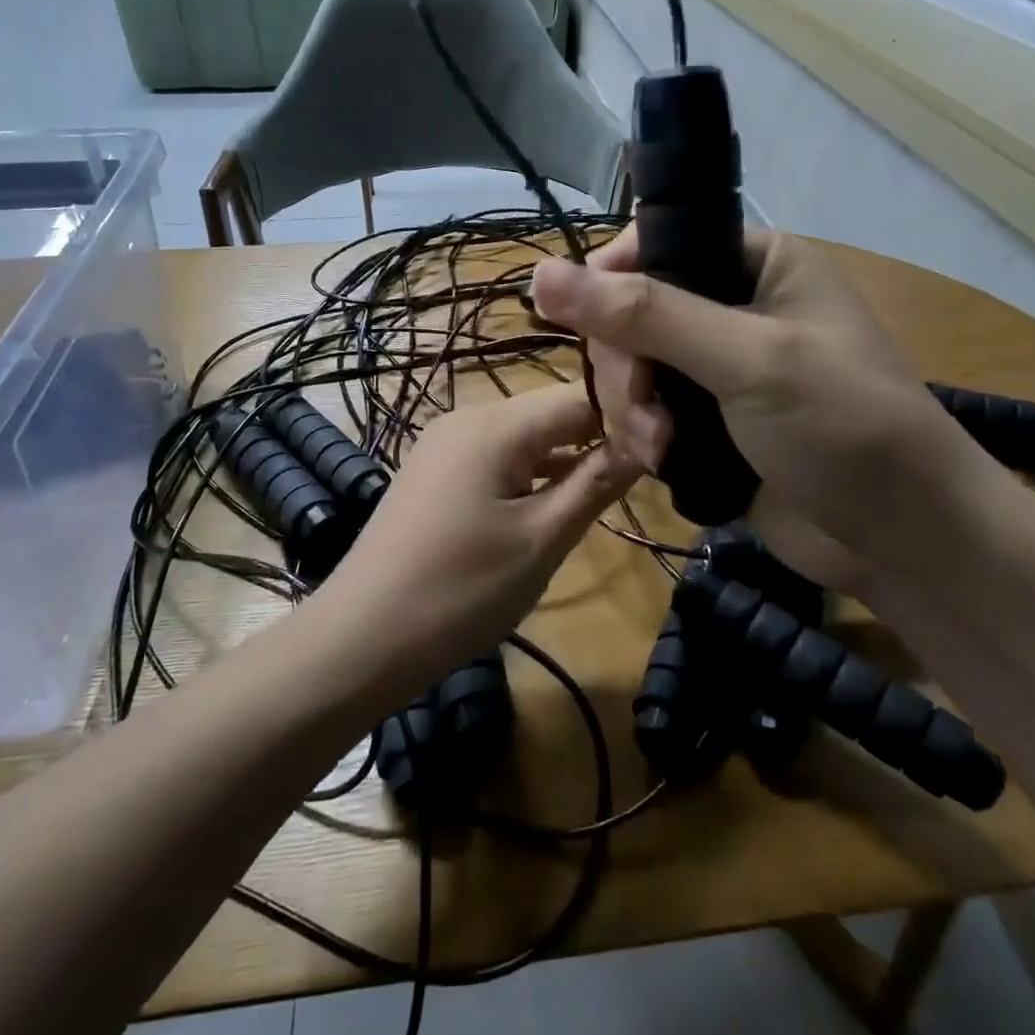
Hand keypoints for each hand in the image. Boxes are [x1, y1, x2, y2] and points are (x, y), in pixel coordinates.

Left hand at [323, 383, 640, 679]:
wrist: (362, 638)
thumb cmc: (460, 590)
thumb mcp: (541, 539)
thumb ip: (596, 482)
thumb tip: (650, 437)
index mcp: (495, 424)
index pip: (580, 396)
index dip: (630, 411)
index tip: (672, 438)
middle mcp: (469, 417)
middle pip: (552, 412)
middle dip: (601, 433)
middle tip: (652, 467)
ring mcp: (447, 445)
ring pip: (527, 437)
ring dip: (569, 456)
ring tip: (620, 480)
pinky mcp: (437, 473)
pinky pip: (499, 458)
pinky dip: (534, 473)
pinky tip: (560, 498)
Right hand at [530, 226, 1008, 583]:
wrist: (906, 541)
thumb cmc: (846, 427)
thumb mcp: (748, 359)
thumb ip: (647, 315)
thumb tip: (540, 274)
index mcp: (754, 262)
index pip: (651, 247)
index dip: (609, 285)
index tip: (590, 332)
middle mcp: (731, 306)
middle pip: (630, 316)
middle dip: (628, 369)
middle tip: (647, 414)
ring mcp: (716, 369)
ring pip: (631, 370)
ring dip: (633, 411)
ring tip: (661, 451)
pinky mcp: (706, 423)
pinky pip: (645, 413)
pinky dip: (642, 436)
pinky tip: (659, 463)